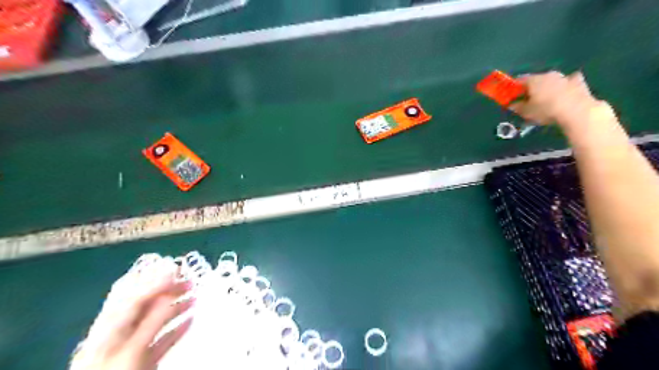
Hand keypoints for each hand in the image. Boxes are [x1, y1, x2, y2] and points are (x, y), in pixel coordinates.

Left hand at [72, 272, 196, 369]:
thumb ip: (150, 323)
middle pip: (144, 305)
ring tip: (196, 296)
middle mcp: (119, 334)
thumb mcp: (131, 352)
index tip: (177, 268)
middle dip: (168, 290)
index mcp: (109, 329)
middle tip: (191, 280)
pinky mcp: (143, 359)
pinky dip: (177, 328)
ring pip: (155, 320)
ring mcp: (131, 347)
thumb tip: (169, 295)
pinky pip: (162, 338)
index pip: (133, 296)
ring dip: (176, 307)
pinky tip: (192, 320)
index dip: (155, 280)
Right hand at [509, 70, 600, 126]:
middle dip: (531, 88)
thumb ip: (517, 107)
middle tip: (528, 99)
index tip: (511, 96)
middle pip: (536, 79)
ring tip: (546, 97)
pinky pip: (569, 82)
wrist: (577, 111)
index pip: (519, 80)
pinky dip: (566, 86)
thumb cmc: (546, 110)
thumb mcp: (526, 112)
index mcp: (533, 80)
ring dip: (548, 86)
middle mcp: (548, 75)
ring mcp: (564, 77)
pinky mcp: (578, 83)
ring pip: (552, 80)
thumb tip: (511, 104)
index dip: (513, 88)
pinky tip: (566, 92)